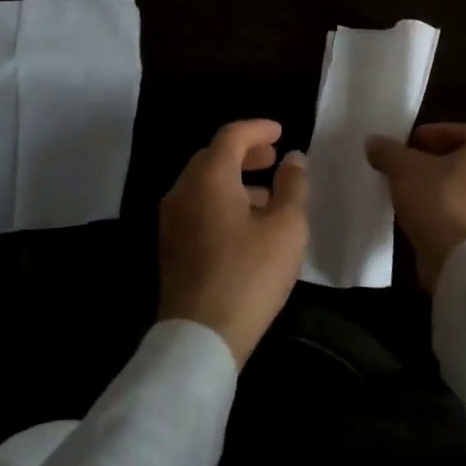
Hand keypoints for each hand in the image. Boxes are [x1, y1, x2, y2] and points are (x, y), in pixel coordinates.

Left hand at [158, 119, 310, 365]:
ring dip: (234, 179)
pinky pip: (197, 206)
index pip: (231, 136)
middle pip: (213, 156)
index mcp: (209, 177)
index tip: (281, 132)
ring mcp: (172, 219)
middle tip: (273, 158)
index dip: (258, 129)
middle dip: (245, 152)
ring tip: (267, 194)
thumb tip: (294, 158)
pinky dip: (221, 200)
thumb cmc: (249, 274)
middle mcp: (183, 190)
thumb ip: (293, 186)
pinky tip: (246, 224)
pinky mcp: (171, 245)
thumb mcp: (286, 227)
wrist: (201, 336)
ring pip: (203, 183)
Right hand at [364, 123, 465, 292]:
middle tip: (410, 169)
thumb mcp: (404, 170)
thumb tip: (374, 142)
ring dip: (447, 190)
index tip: (410, 145)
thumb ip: (389, 152)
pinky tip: (429, 222)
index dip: (434, 134)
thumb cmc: (442, 203)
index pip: (464, 131)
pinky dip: (455, 215)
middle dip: (439, 163)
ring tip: (415, 197)